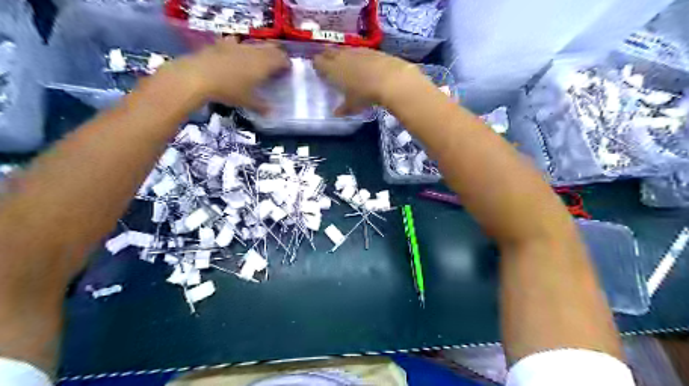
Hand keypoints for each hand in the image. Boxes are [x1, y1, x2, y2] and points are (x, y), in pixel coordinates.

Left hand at [168, 38, 288, 113]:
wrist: (199, 76)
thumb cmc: (229, 90)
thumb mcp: (247, 102)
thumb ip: (261, 106)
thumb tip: (272, 113)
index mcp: (264, 65)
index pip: (282, 59)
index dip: (287, 64)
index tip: (288, 71)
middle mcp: (254, 52)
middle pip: (271, 48)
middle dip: (277, 55)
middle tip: (278, 65)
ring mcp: (238, 46)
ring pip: (256, 44)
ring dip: (261, 50)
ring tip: (260, 60)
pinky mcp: (223, 44)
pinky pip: (236, 42)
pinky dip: (241, 47)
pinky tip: (237, 52)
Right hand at [314, 47, 422, 113]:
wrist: (391, 79)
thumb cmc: (365, 94)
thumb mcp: (353, 105)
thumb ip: (343, 108)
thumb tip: (336, 113)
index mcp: (333, 69)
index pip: (319, 62)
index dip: (317, 64)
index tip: (317, 67)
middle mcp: (342, 56)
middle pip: (330, 51)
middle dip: (327, 55)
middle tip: (327, 62)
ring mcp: (357, 51)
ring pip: (344, 50)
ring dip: (342, 54)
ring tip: (344, 62)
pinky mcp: (371, 50)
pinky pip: (359, 51)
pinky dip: (357, 56)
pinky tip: (362, 63)